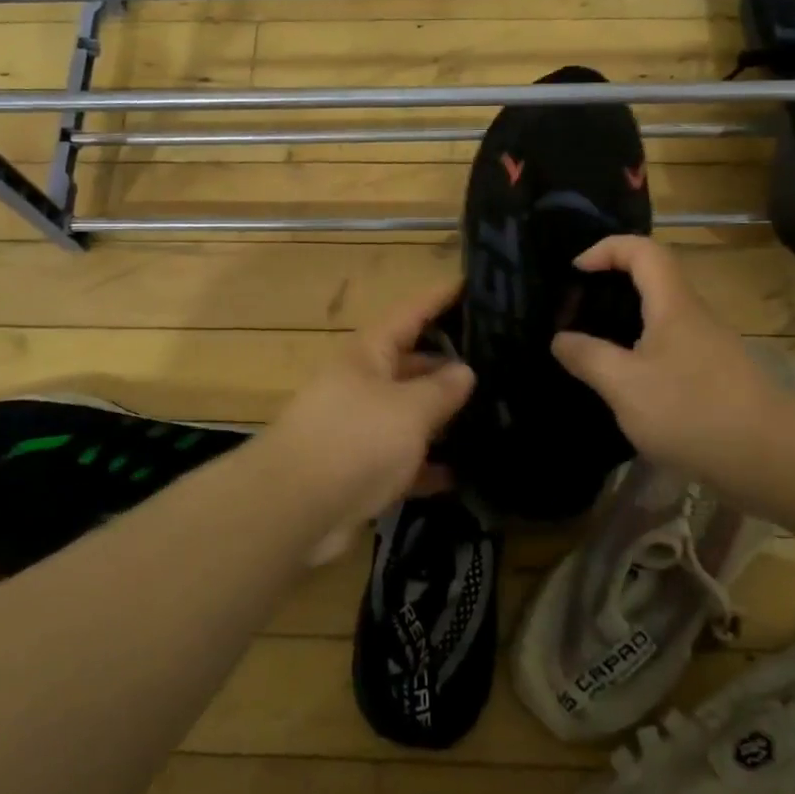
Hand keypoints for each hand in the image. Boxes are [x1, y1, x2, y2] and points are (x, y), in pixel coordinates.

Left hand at [259, 283, 475, 560]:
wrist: (293, 509)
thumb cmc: (355, 440)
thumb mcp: (409, 408)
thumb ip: (441, 389)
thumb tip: (464, 371)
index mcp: (369, 353)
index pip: (411, 313)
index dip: (441, 297)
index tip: (473, 284)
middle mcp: (362, 383)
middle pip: (411, 363)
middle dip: (450, 363)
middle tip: (500, 363)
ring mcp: (359, 428)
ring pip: (409, 414)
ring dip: (443, 417)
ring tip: (495, 414)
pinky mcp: (359, 470)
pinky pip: (403, 460)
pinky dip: (428, 466)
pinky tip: (465, 474)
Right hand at [551, 236, 794, 490]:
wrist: (770, 458)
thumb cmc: (691, 411)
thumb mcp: (624, 385)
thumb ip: (587, 357)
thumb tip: (560, 339)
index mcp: (672, 304)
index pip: (642, 250)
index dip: (606, 248)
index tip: (576, 271)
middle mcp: (693, 316)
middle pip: (651, 280)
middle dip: (610, 286)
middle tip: (576, 311)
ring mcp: (708, 347)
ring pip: (660, 317)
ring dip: (624, 323)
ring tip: (591, 350)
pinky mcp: (715, 377)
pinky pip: (670, 349)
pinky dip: (640, 353)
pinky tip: (625, 386)